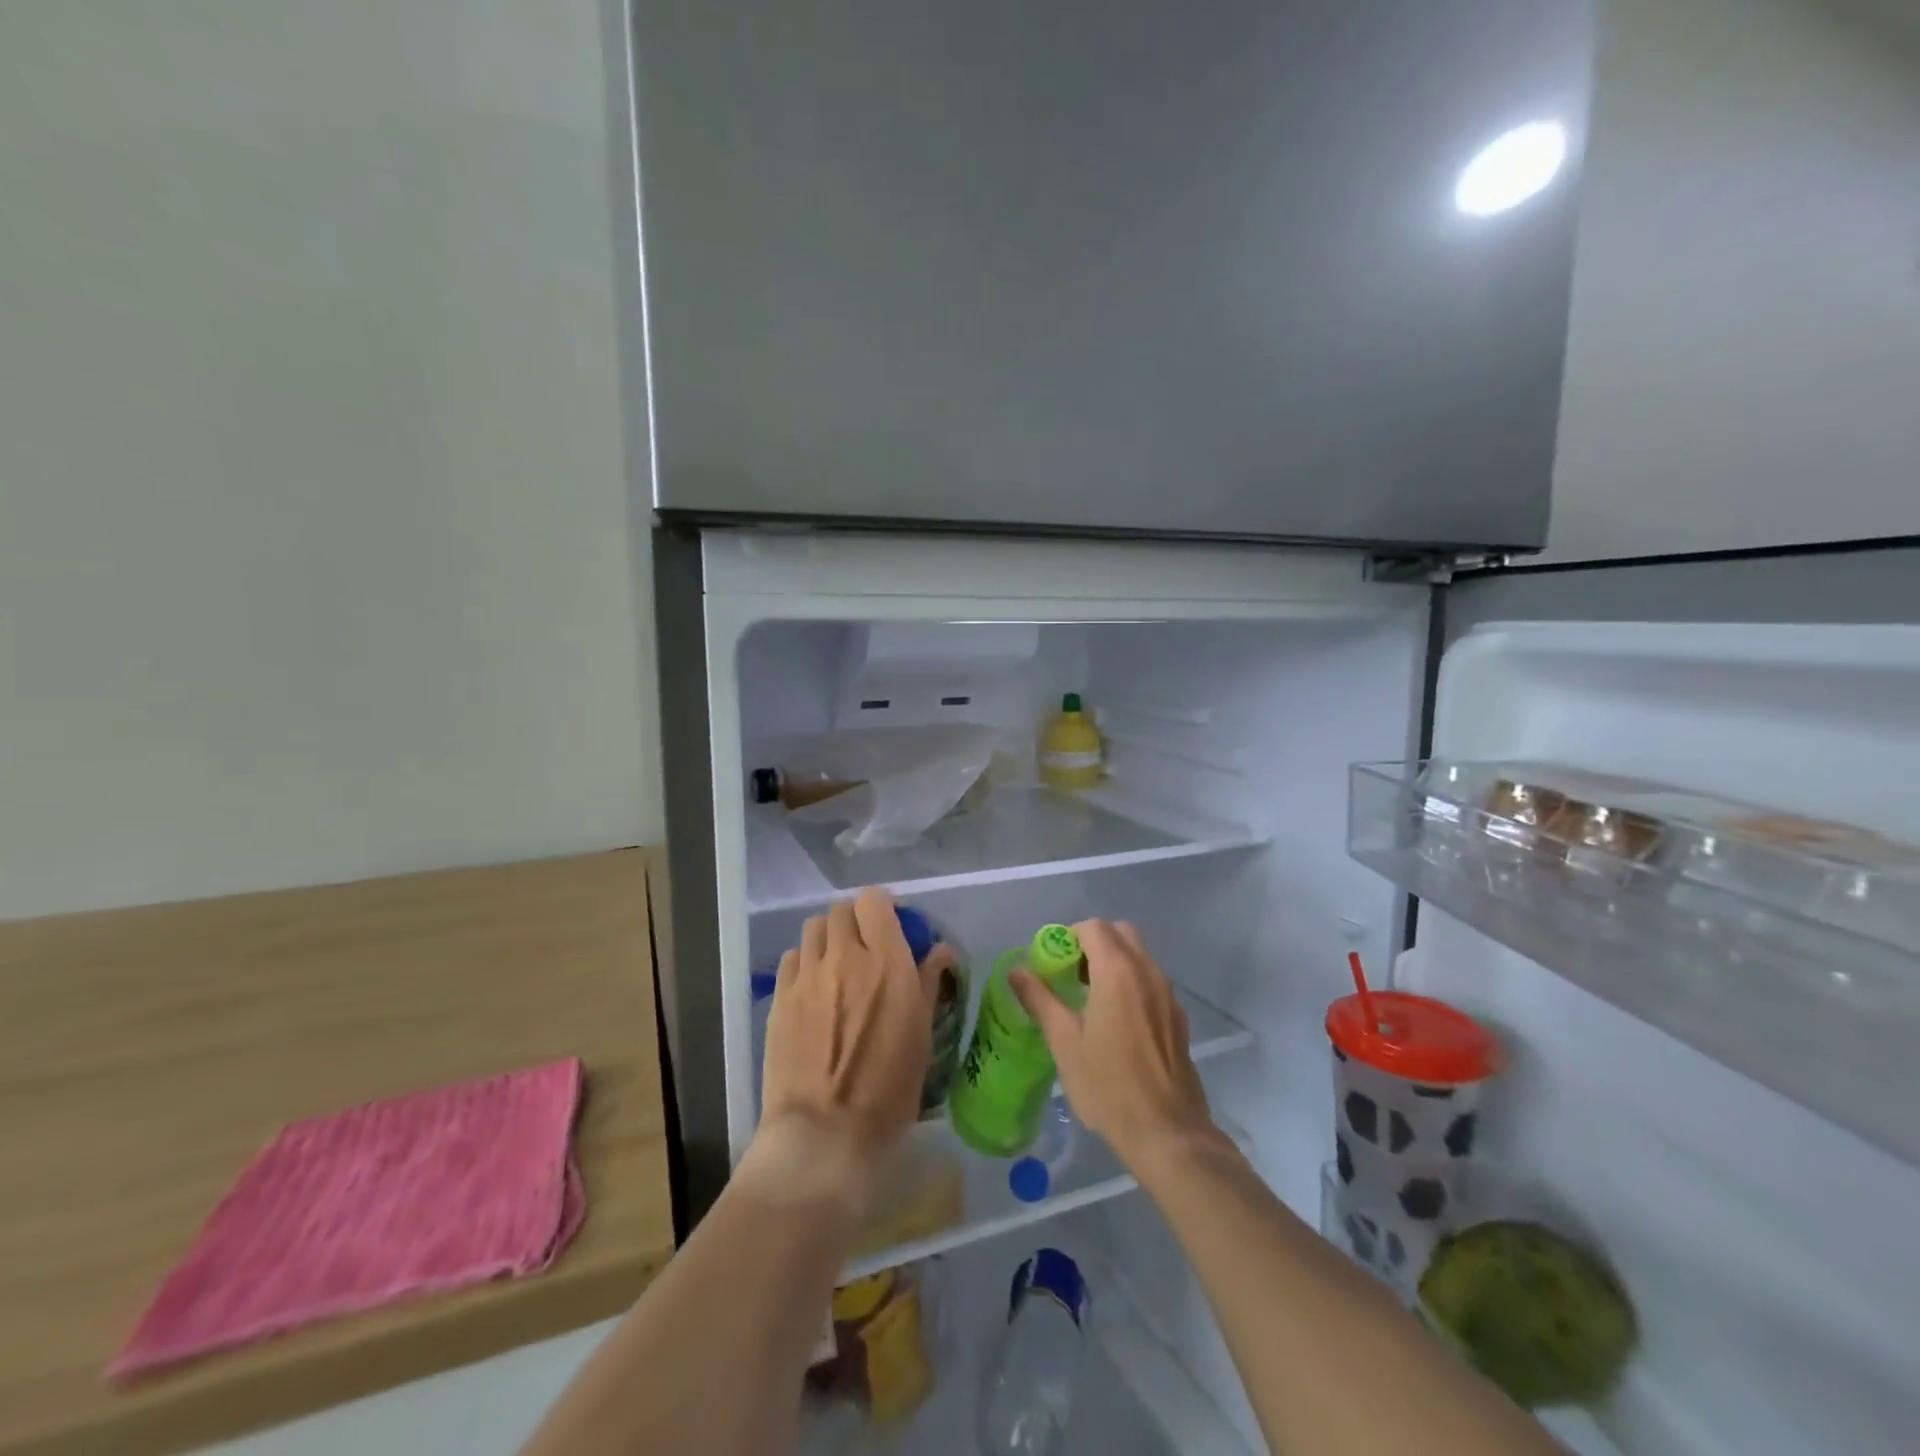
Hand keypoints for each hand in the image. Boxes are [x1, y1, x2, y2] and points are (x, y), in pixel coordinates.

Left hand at [750, 887, 938, 1212]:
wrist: (824, 1132)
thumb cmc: (887, 1090)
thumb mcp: (921, 1035)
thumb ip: (928, 982)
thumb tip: (940, 950)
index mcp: (887, 962)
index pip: (875, 900)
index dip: (883, 908)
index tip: (892, 927)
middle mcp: (845, 956)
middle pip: (842, 910)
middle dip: (855, 922)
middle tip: (865, 949)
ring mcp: (808, 975)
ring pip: (813, 928)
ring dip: (828, 938)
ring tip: (836, 965)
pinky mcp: (780, 997)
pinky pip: (793, 958)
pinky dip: (805, 962)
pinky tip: (813, 989)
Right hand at [1012, 919, 1213, 1169]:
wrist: (1167, 1132)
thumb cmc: (1108, 1084)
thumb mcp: (1064, 1041)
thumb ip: (1040, 999)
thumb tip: (1017, 971)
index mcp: (1118, 971)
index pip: (1093, 928)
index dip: (1068, 936)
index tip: (1051, 962)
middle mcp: (1148, 972)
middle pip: (1120, 934)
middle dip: (1093, 943)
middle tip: (1070, 973)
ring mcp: (1168, 994)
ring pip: (1139, 956)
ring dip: (1113, 962)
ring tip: (1089, 998)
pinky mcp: (1178, 1017)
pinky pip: (1151, 982)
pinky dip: (1131, 983)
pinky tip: (1116, 1022)